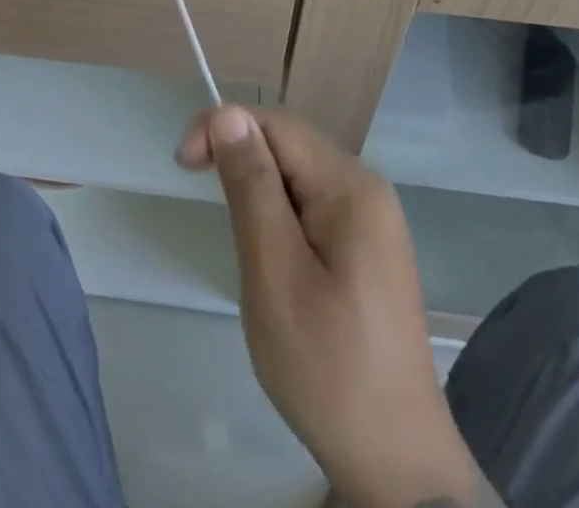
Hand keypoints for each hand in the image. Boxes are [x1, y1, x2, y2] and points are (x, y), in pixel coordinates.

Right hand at [178, 105, 487, 507]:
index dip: (225, 128)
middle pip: (290, 144)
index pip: (277, 125)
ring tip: (240, 240)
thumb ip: (252, 188)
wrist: (396, 464)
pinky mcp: (367, 247)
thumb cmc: (328, 369)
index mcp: (352, 187)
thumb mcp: (275, 275)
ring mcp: (372, 219)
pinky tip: (269, 253)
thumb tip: (228, 115)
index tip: (183, 165)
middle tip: (203, 200)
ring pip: (298, 174)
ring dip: (257, 188)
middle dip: (240, 158)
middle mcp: (367, 188)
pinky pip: (312, 204)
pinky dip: (278, 214)